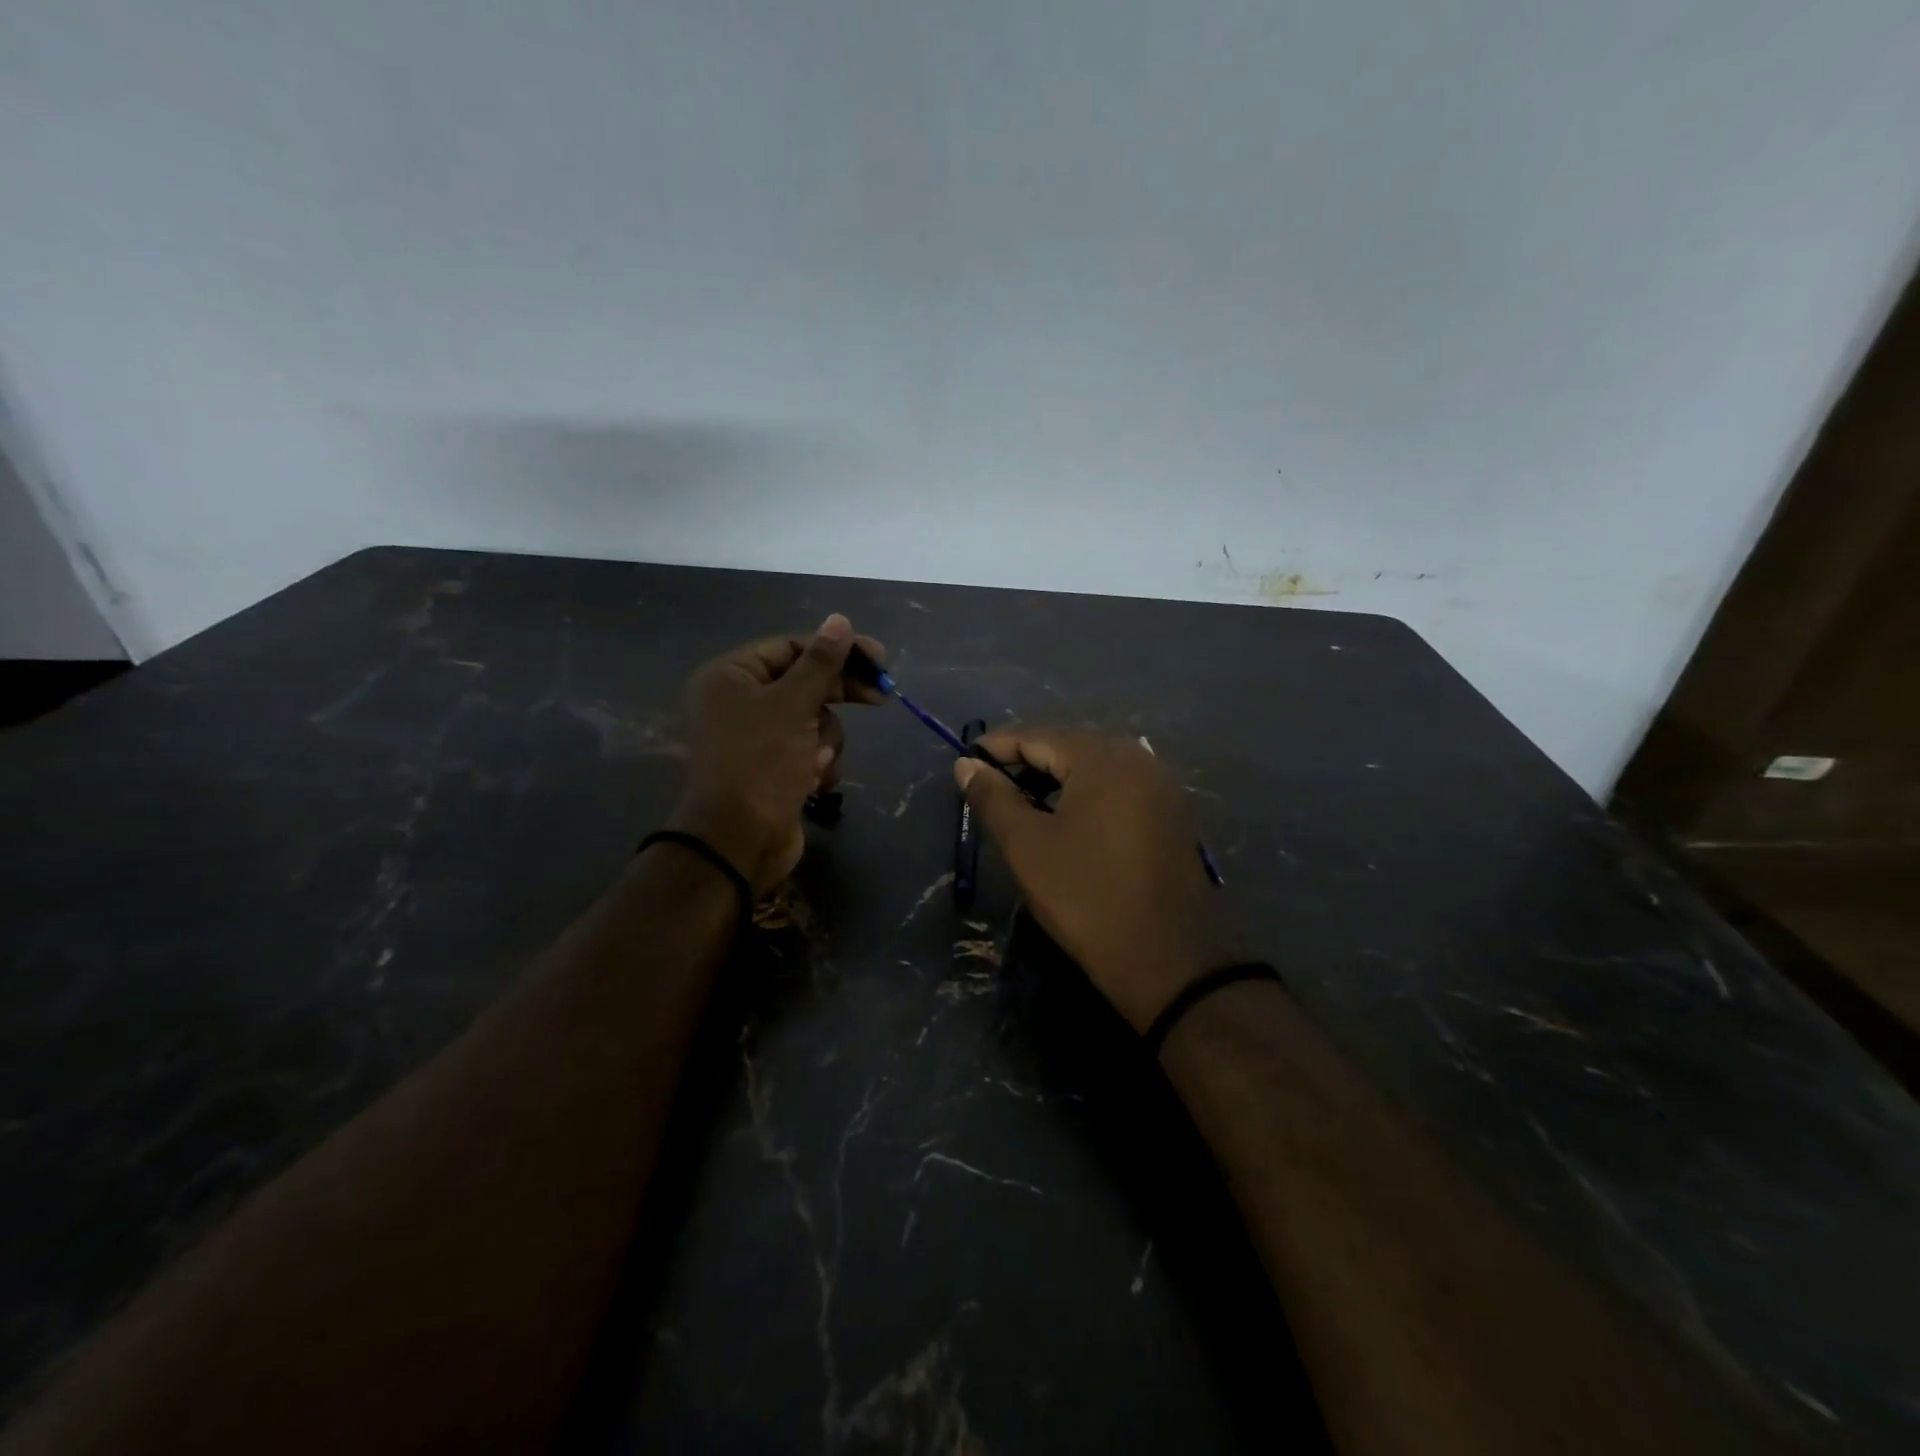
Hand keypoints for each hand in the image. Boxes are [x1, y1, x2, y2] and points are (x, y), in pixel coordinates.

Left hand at [668, 615, 885, 895]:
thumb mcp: (794, 705)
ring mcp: (758, 737)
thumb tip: (839, 620)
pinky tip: (814, 782)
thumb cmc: (762, 763)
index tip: (879, 659)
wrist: (741, 842)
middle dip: (839, 696)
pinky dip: (819, 764)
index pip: (792, 647)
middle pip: (805, 682)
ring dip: (826, 740)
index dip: (836, 650)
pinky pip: (810, 749)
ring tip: (816, 762)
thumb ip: (821, 663)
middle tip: (882, 697)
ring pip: (815, 719)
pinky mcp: (774, 766)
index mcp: (731, 676)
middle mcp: (740, 701)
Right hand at [954, 728, 1230, 1031]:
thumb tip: (966, 765)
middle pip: (1068, 745)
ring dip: (1054, 778)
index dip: (996, 748)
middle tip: (988, 787)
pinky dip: (1084, 793)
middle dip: (1025, 761)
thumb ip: (993, 798)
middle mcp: (1138, 758)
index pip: (1037, 735)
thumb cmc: (1086, 897)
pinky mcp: (1170, 812)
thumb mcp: (1027, 846)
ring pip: (1094, 766)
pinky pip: (1117, 786)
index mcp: (1103, 758)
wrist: (1167, 960)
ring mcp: (1160, 785)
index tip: (964, 764)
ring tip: (1019, 804)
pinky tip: (1063, 817)